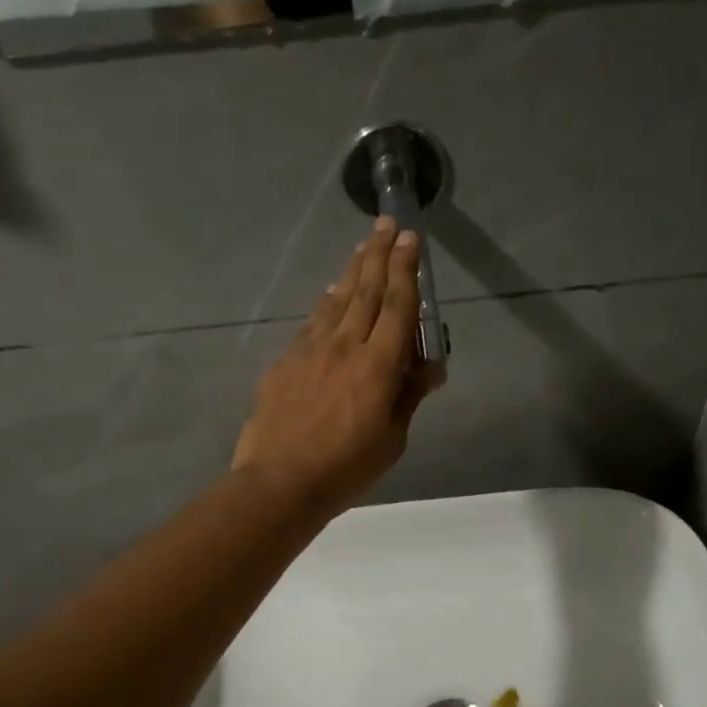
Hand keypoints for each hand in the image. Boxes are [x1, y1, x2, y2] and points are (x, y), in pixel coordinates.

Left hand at [233, 217, 445, 517]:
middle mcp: (344, 346)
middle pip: (365, 291)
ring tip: (363, 248)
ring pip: (336, 301)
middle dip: (379, 254)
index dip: (405, 270)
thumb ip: (408, 396)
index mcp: (377, 366)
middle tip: (387, 224)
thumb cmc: (345, 468)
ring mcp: (310, 350)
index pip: (396, 306)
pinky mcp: (285, 361)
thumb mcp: (392, 439)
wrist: (279, 481)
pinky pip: (312, 322)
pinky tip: (331, 296)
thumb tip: (427, 366)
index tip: (410, 240)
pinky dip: (327, 304)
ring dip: (352, 271)